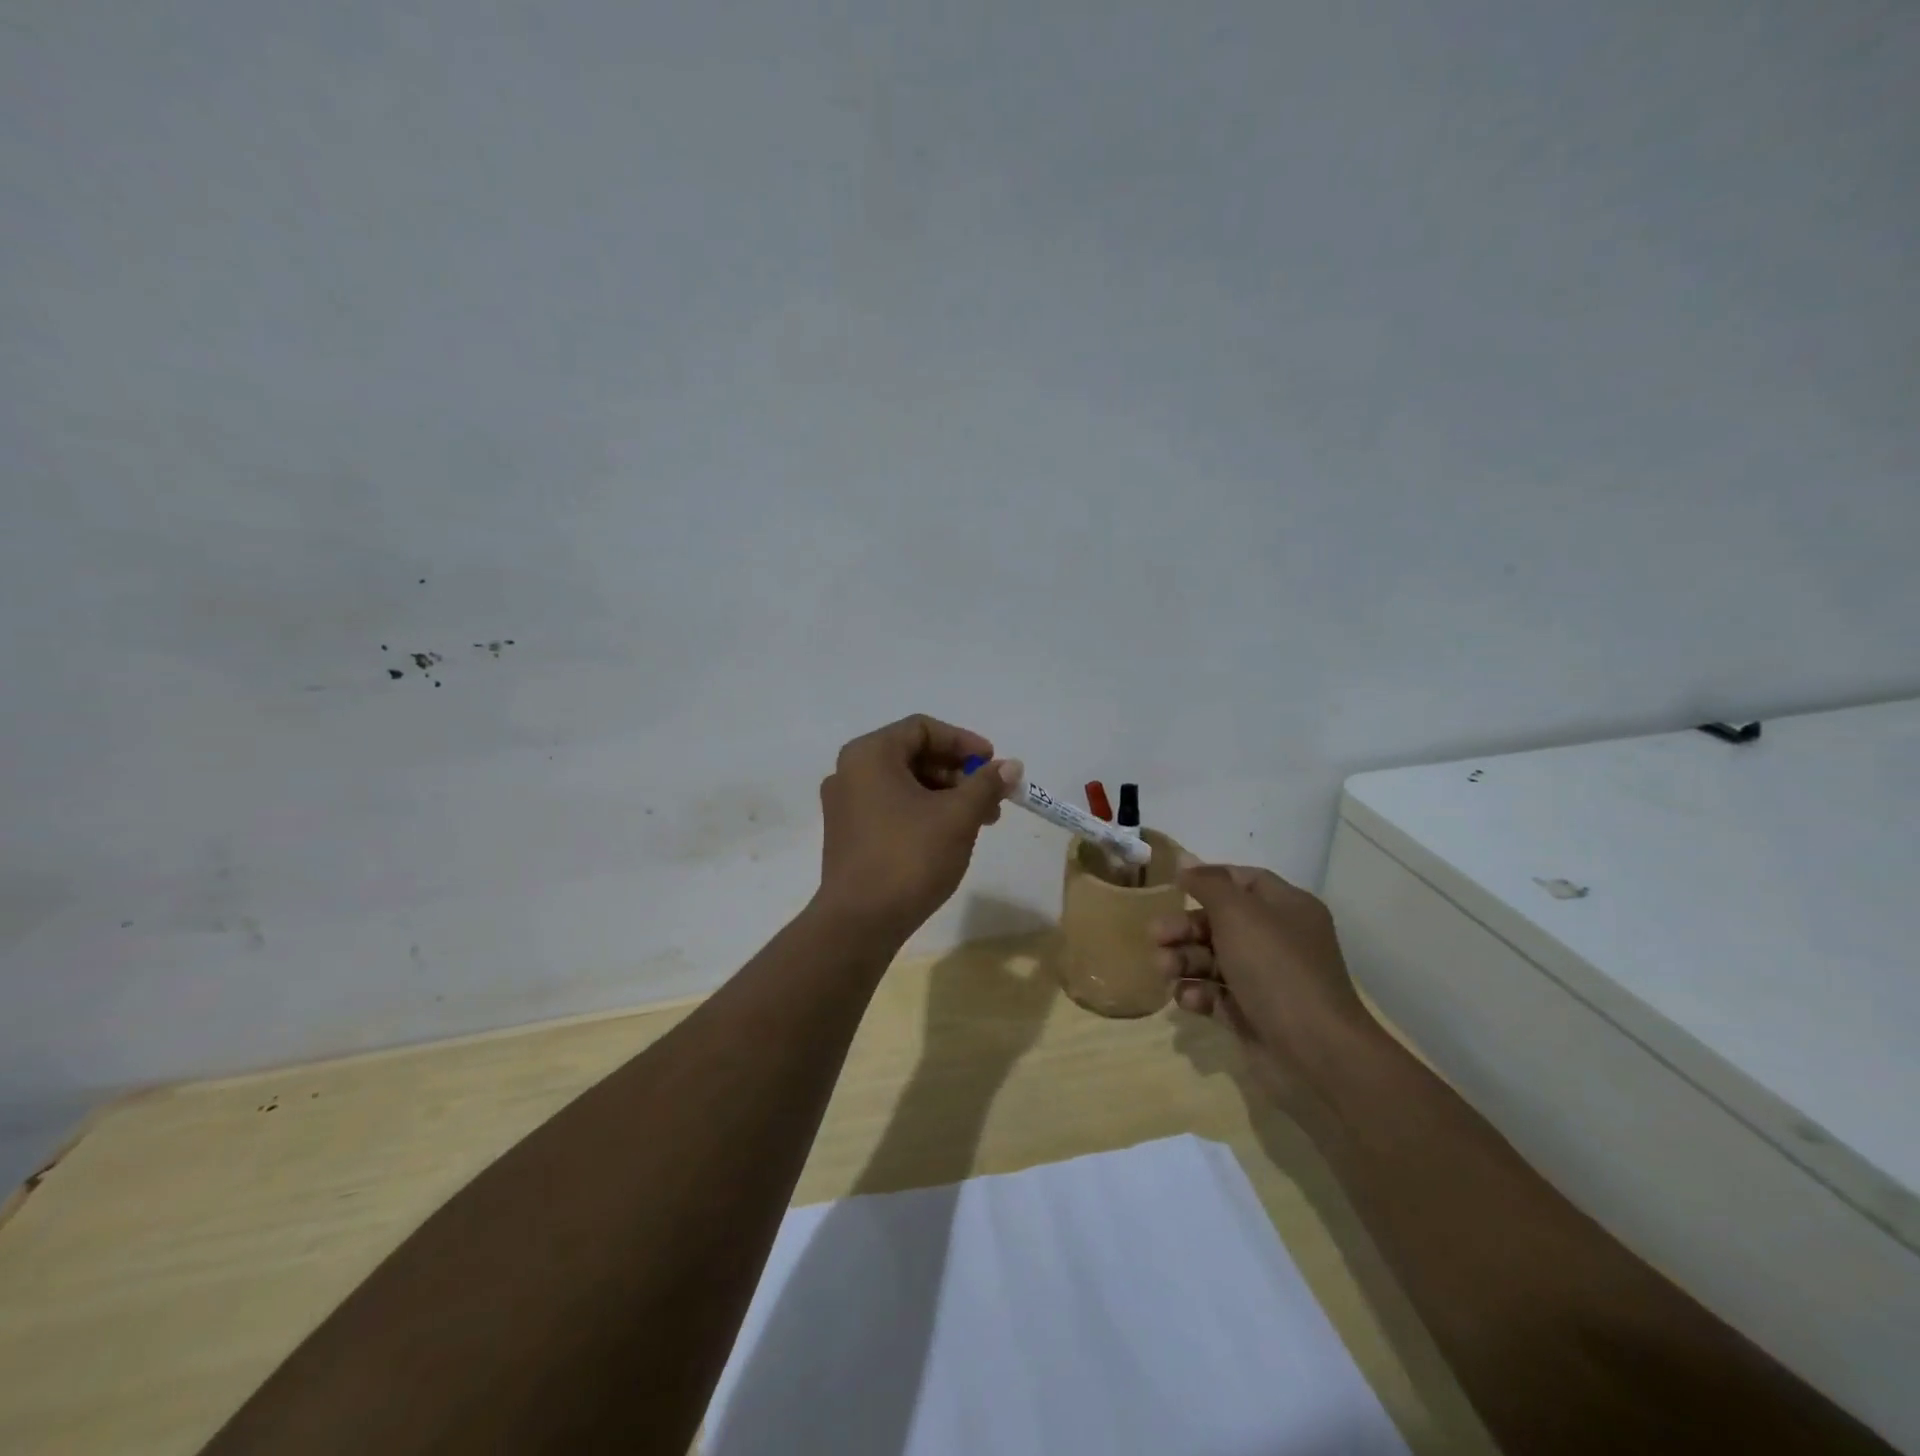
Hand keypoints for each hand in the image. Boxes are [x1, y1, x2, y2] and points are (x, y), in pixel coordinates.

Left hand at [813, 714, 1020, 944]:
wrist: (860, 922)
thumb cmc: (909, 857)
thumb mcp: (958, 816)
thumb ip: (986, 784)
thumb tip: (1012, 766)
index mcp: (869, 754)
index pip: (922, 729)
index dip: (963, 742)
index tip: (993, 764)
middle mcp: (850, 771)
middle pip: (913, 755)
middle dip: (958, 773)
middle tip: (992, 797)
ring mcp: (845, 805)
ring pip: (904, 784)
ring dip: (945, 795)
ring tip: (980, 821)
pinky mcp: (847, 834)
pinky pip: (891, 807)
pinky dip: (923, 812)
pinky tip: (949, 836)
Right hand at [1152, 864, 1374, 1104]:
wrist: (1315, 1052)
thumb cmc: (1276, 969)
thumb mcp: (1238, 914)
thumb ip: (1208, 884)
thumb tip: (1185, 861)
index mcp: (1287, 907)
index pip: (1243, 880)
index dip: (1208, 880)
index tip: (1174, 885)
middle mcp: (1278, 939)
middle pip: (1220, 921)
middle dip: (1184, 926)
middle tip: (1154, 935)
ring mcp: (1265, 979)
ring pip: (1213, 959)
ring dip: (1183, 960)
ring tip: (1163, 969)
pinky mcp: (1252, 1013)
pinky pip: (1216, 994)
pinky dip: (1198, 994)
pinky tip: (1187, 1000)